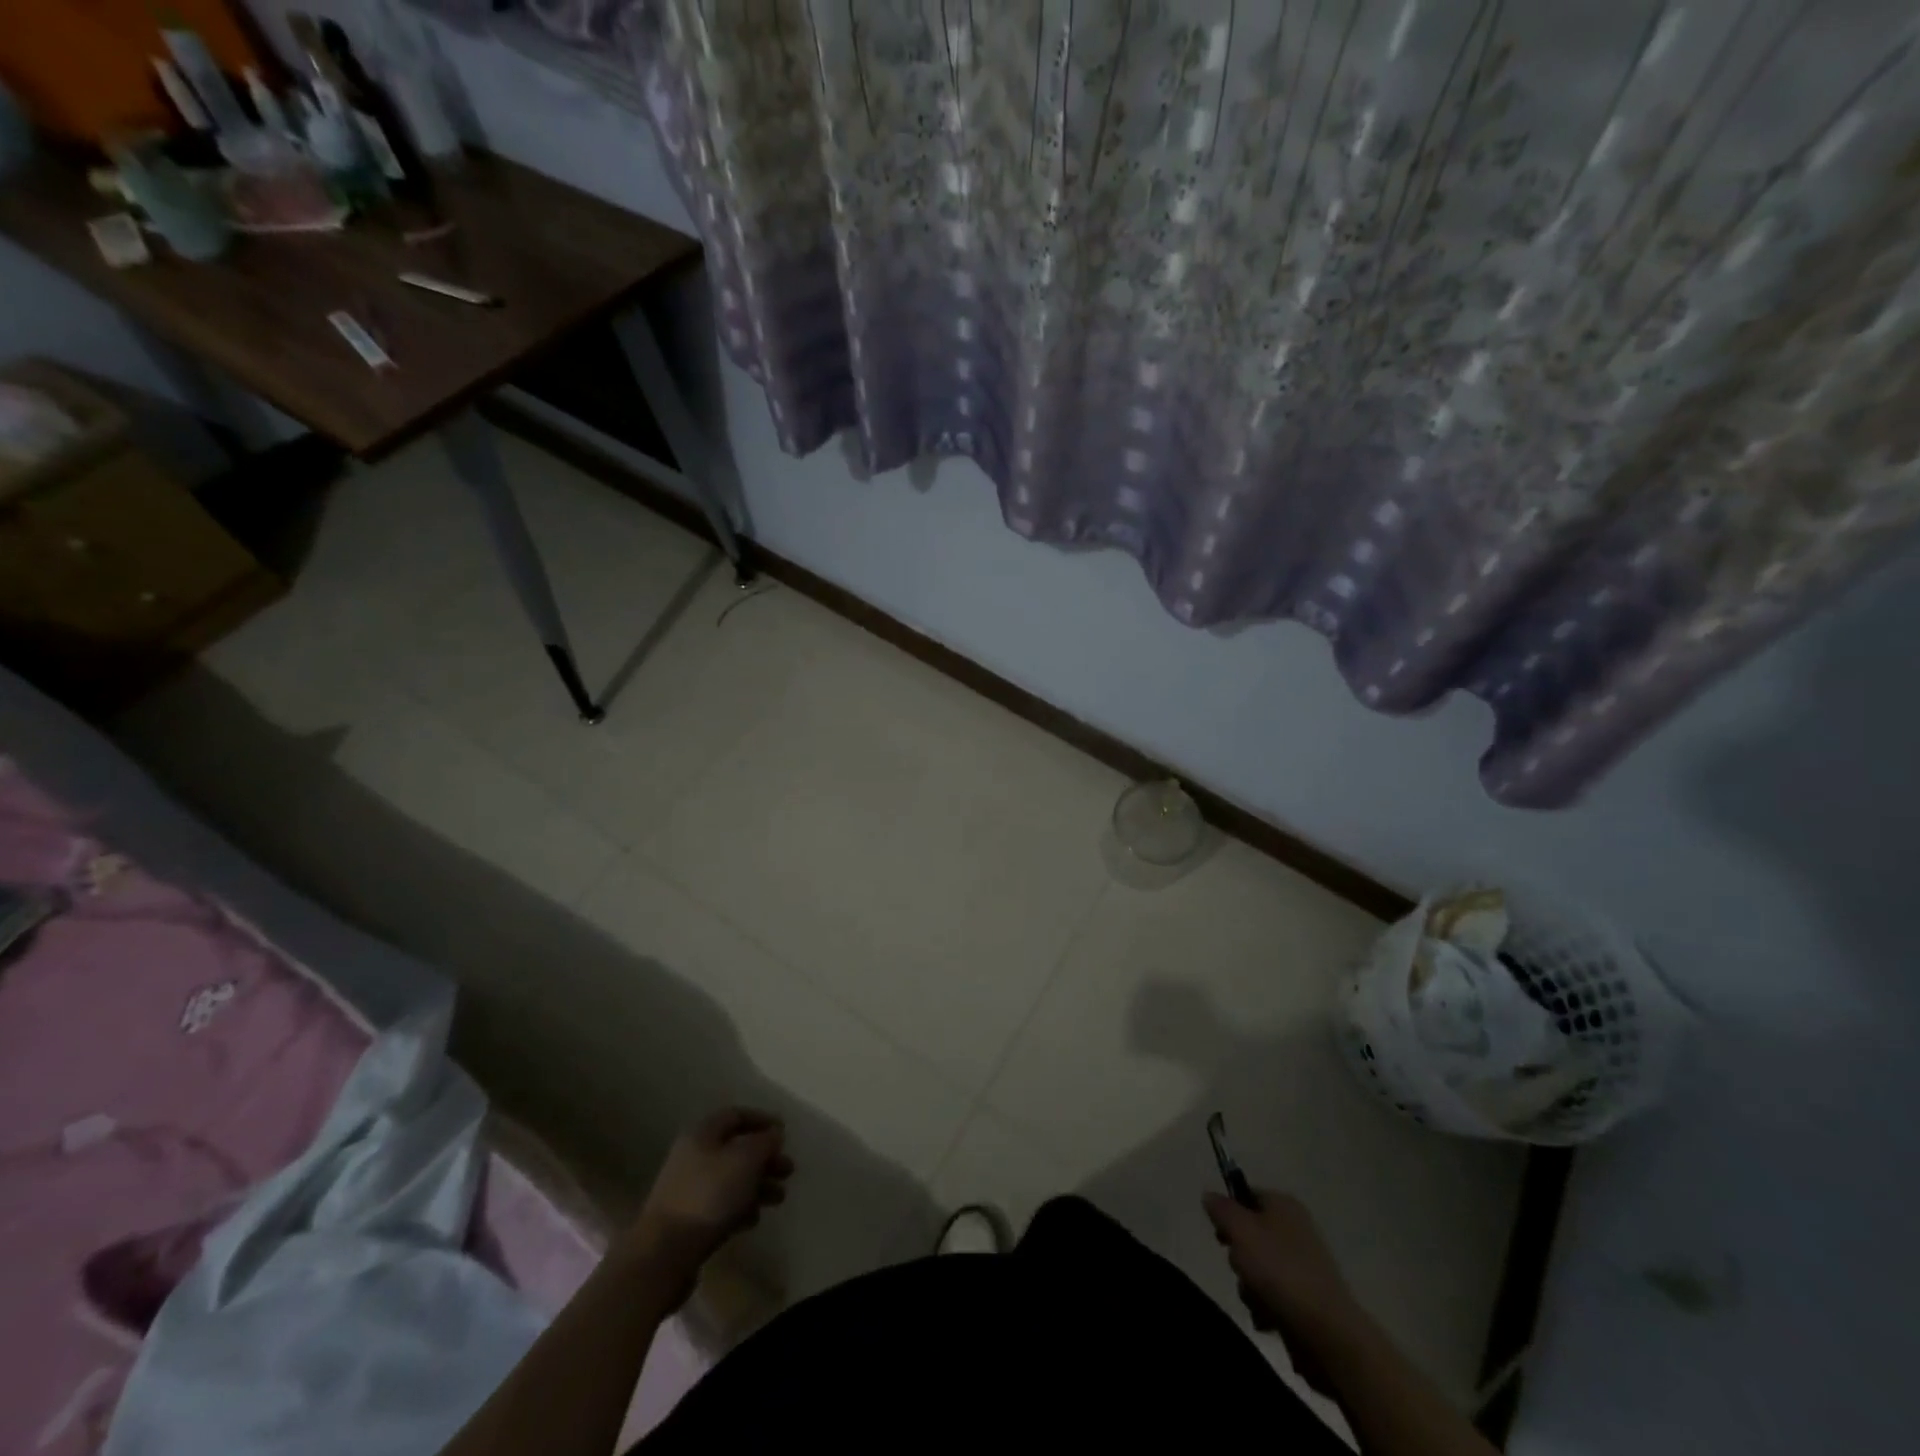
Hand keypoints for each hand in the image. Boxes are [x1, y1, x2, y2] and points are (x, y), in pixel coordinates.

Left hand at [630, 1108, 793, 1272]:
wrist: (664, 1254)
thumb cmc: (709, 1196)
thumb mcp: (745, 1160)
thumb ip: (764, 1142)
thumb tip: (774, 1134)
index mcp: (702, 1134)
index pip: (736, 1115)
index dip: (762, 1120)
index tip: (785, 1132)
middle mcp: (693, 1157)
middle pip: (736, 1149)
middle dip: (765, 1158)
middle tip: (788, 1170)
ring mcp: (688, 1190)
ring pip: (731, 1179)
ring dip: (758, 1185)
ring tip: (780, 1198)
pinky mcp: (688, 1221)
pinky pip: (721, 1206)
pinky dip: (741, 1208)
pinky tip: (754, 1219)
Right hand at [1203, 1189, 1365, 1391]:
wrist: (1328, 1333)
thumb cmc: (1280, 1271)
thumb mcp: (1240, 1230)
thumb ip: (1221, 1209)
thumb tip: (1210, 1195)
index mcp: (1284, 1205)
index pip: (1245, 1194)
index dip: (1228, 1212)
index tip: (1221, 1235)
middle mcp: (1295, 1229)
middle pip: (1249, 1234)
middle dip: (1238, 1256)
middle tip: (1241, 1268)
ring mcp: (1303, 1266)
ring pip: (1257, 1268)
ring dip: (1249, 1286)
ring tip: (1258, 1300)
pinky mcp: (1306, 1299)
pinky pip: (1272, 1295)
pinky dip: (1265, 1307)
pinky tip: (1268, 1319)